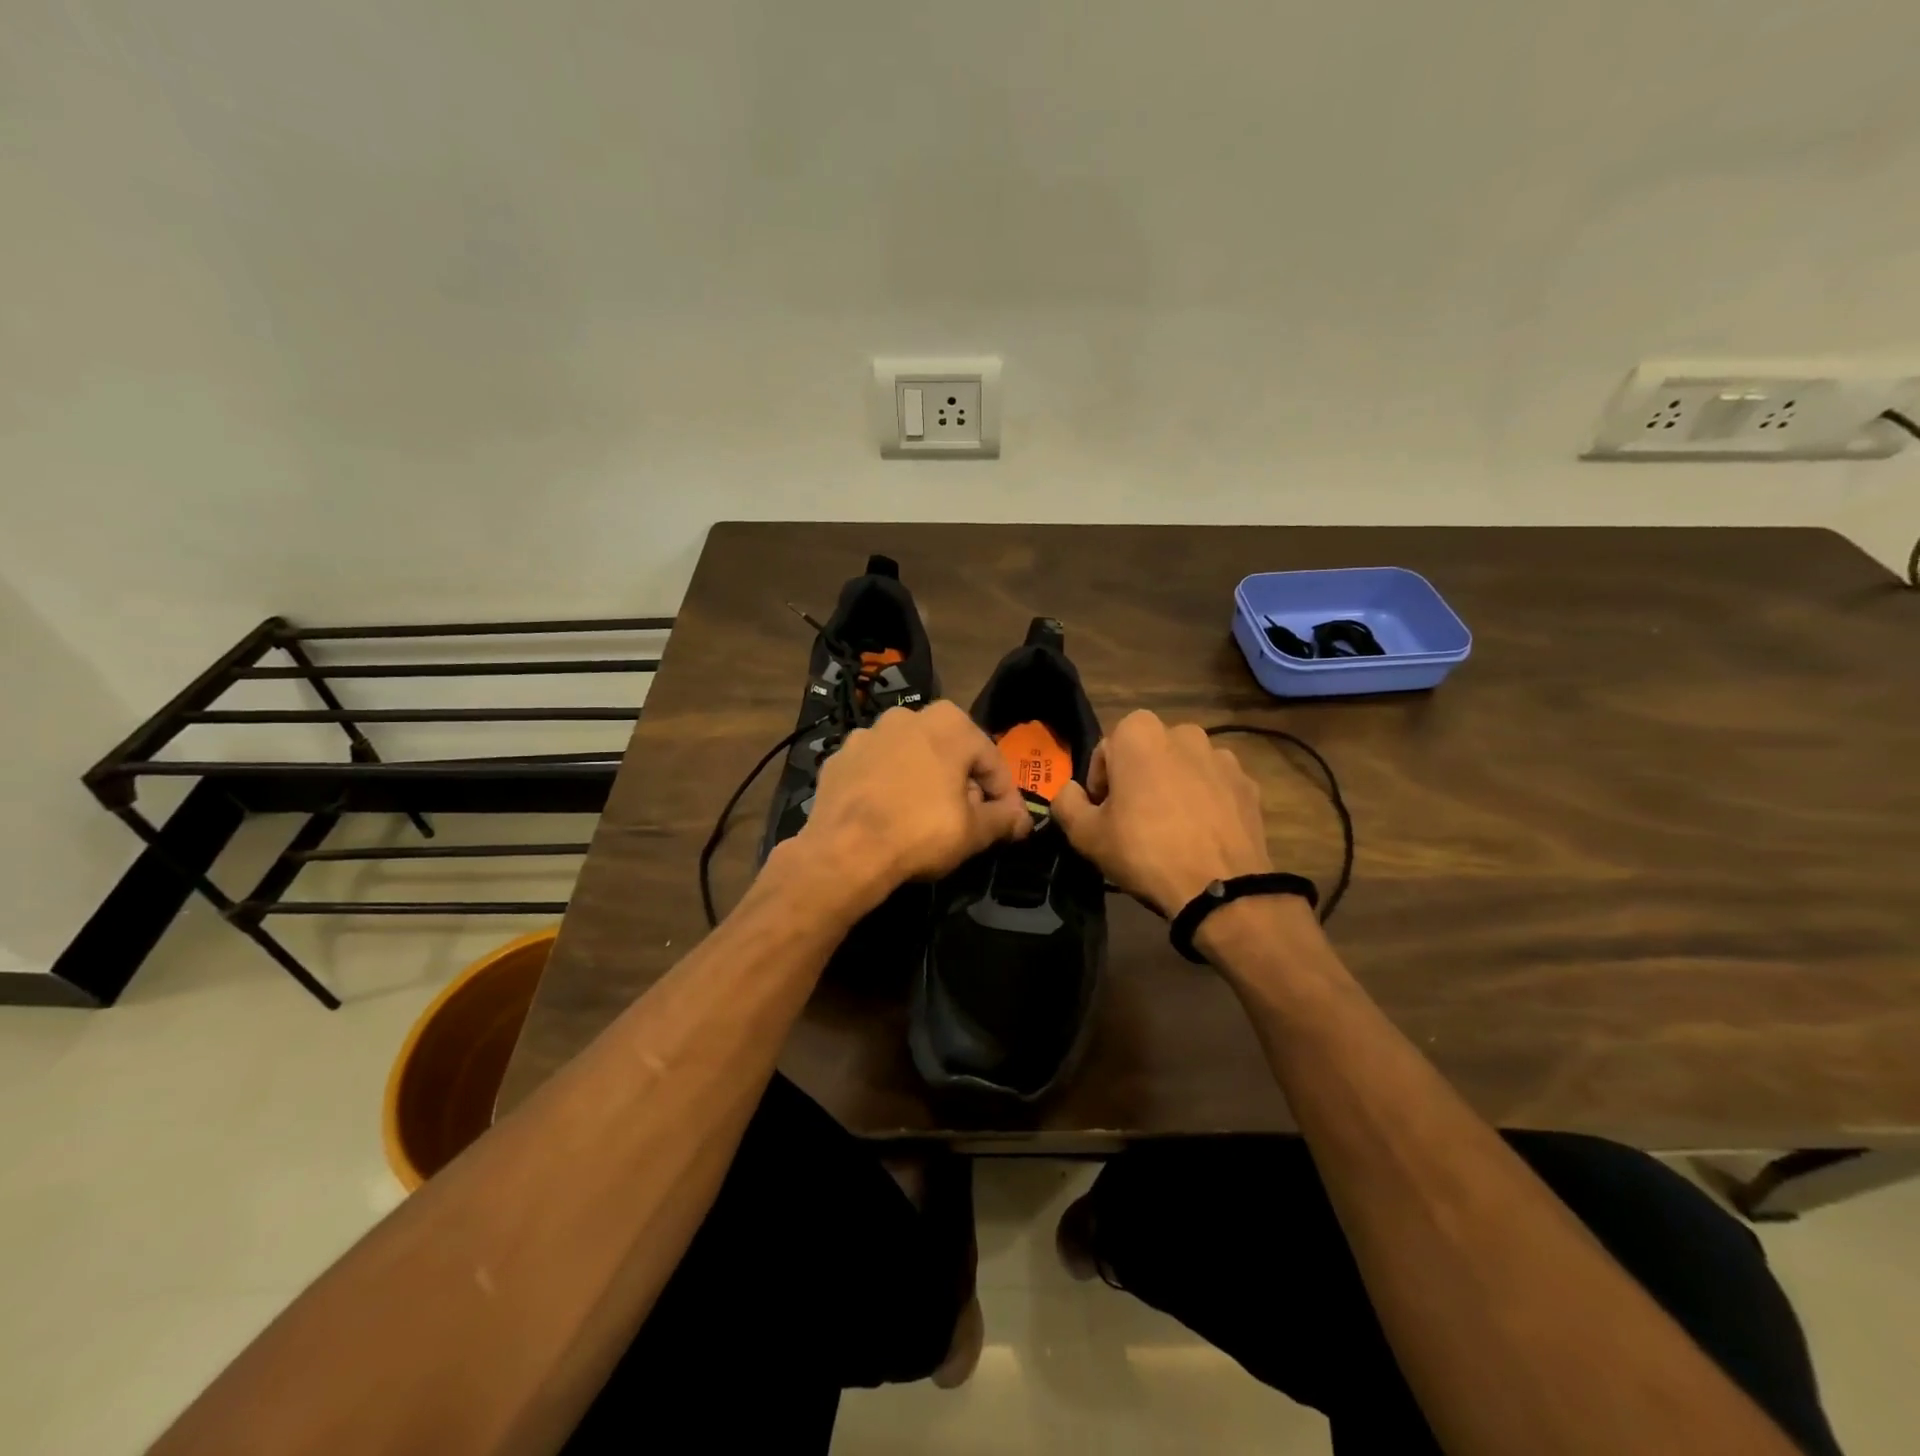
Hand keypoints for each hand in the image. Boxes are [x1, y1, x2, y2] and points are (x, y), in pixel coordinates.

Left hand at [792, 700, 1031, 907]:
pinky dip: (888, 786)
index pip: (991, 761)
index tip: (1009, 824)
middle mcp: (908, 716)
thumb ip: (1005, 820)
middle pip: (950, 753)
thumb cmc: (920, 832)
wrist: (844, 851)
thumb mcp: (974, 831)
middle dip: (964, 784)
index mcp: (949, 723)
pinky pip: (876, 770)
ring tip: (927, 819)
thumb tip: (1023, 821)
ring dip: (925, 781)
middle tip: (969, 820)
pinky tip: (889, 815)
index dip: (1005, 796)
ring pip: (911, 758)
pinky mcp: (838, 757)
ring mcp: (868, 734)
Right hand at [1052, 710, 1271, 915]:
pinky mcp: (1248, 784)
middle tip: (1134, 822)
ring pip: (1183, 768)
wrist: (1220, 889)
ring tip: (1171, 831)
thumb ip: (1066, 803)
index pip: (1106, 752)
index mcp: (1139, 733)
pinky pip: (1214, 787)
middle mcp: (1183, 732)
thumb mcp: (1086, 834)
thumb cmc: (1144, 851)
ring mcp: (1222, 757)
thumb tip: (1069, 790)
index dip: (1100, 785)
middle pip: (1147, 755)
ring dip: (1173, 788)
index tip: (1105, 815)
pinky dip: (1205, 803)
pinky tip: (1200, 836)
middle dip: (1138, 780)